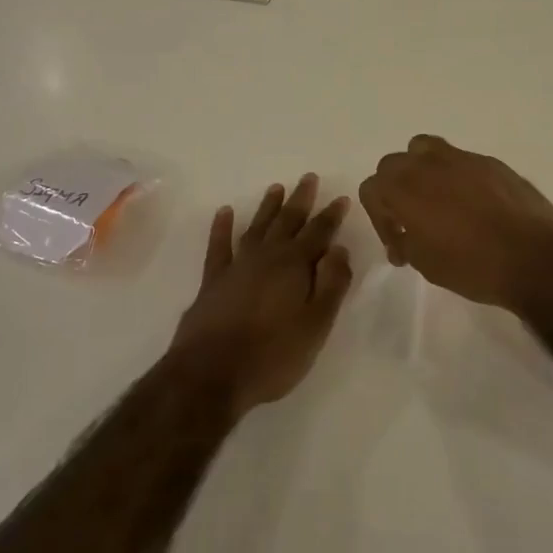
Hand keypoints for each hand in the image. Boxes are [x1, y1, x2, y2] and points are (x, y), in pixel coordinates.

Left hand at [170, 174, 354, 415]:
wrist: (211, 374)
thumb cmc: (273, 355)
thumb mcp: (316, 325)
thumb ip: (332, 284)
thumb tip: (339, 249)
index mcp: (294, 266)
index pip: (319, 233)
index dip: (331, 216)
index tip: (341, 198)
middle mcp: (266, 257)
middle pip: (287, 222)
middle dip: (300, 200)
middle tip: (309, 178)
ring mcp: (236, 267)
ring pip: (257, 228)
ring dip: (268, 208)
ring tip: (276, 188)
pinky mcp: (212, 281)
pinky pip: (219, 246)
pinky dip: (222, 228)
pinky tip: (225, 212)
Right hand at [358, 135, 552, 310]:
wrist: (535, 258)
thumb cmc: (473, 266)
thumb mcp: (426, 263)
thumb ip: (405, 240)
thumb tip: (405, 233)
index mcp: (405, 188)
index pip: (372, 188)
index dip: (379, 218)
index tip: (398, 244)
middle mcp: (428, 164)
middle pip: (394, 164)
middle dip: (395, 190)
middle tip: (411, 221)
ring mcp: (462, 158)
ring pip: (425, 149)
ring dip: (421, 171)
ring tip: (436, 200)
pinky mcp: (491, 162)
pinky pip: (461, 161)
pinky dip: (456, 177)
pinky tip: (473, 206)